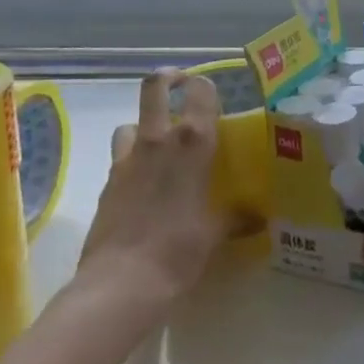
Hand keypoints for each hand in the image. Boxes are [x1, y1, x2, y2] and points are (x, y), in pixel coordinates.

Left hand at [74, 72, 228, 309]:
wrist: (121, 284)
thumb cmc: (179, 250)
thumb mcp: (216, 232)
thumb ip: (236, 216)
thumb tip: (257, 217)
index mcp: (192, 142)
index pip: (200, 90)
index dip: (206, 85)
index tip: (213, 94)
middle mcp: (158, 140)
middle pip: (154, 86)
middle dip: (168, 79)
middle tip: (180, 87)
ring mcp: (126, 160)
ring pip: (130, 122)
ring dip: (144, 126)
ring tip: (159, 146)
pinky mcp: (106, 184)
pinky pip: (120, 158)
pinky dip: (132, 162)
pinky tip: (144, 187)